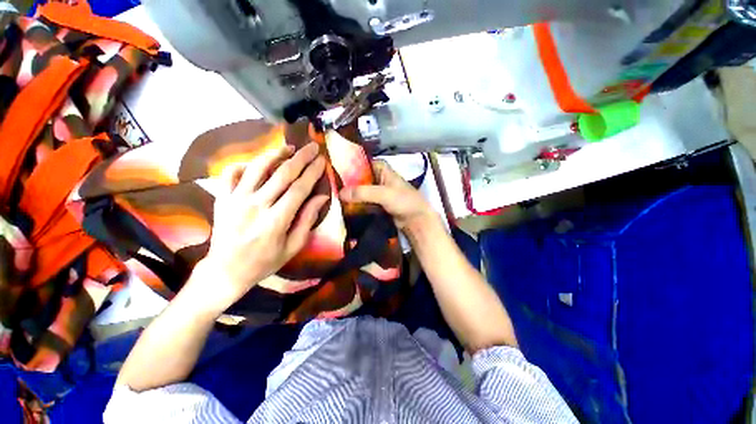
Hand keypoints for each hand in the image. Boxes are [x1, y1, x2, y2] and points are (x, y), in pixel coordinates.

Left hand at [193, 142, 327, 310]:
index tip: (321, 160)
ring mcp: (235, 200)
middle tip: (311, 146)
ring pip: (257, 168)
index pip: (299, 189)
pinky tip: (257, 163)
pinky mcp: (221, 198)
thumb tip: (322, 197)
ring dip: (275, 154)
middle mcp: (256, 205)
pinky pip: (231, 173)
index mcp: (276, 220)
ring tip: (289, 148)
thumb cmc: (265, 261)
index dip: (312, 172)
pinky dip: (245, 164)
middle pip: (282, 174)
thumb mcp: (293, 246)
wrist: (226, 270)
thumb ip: (307, 220)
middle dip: (300, 158)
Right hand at [339, 160, 436, 231]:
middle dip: (346, 184)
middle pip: (358, 178)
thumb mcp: (384, 194)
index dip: (347, 167)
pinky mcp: (376, 204)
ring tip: (332, 198)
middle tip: (329, 188)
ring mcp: (377, 192)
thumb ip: (363, 193)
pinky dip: (355, 204)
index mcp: (382, 169)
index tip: (331, 172)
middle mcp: (378, 178)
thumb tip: (339, 193)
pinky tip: (342, 207)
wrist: (416, 220)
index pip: (360, 163)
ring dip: (349, 195)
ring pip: (360, 191)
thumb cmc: (404, 201)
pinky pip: (362, 202)